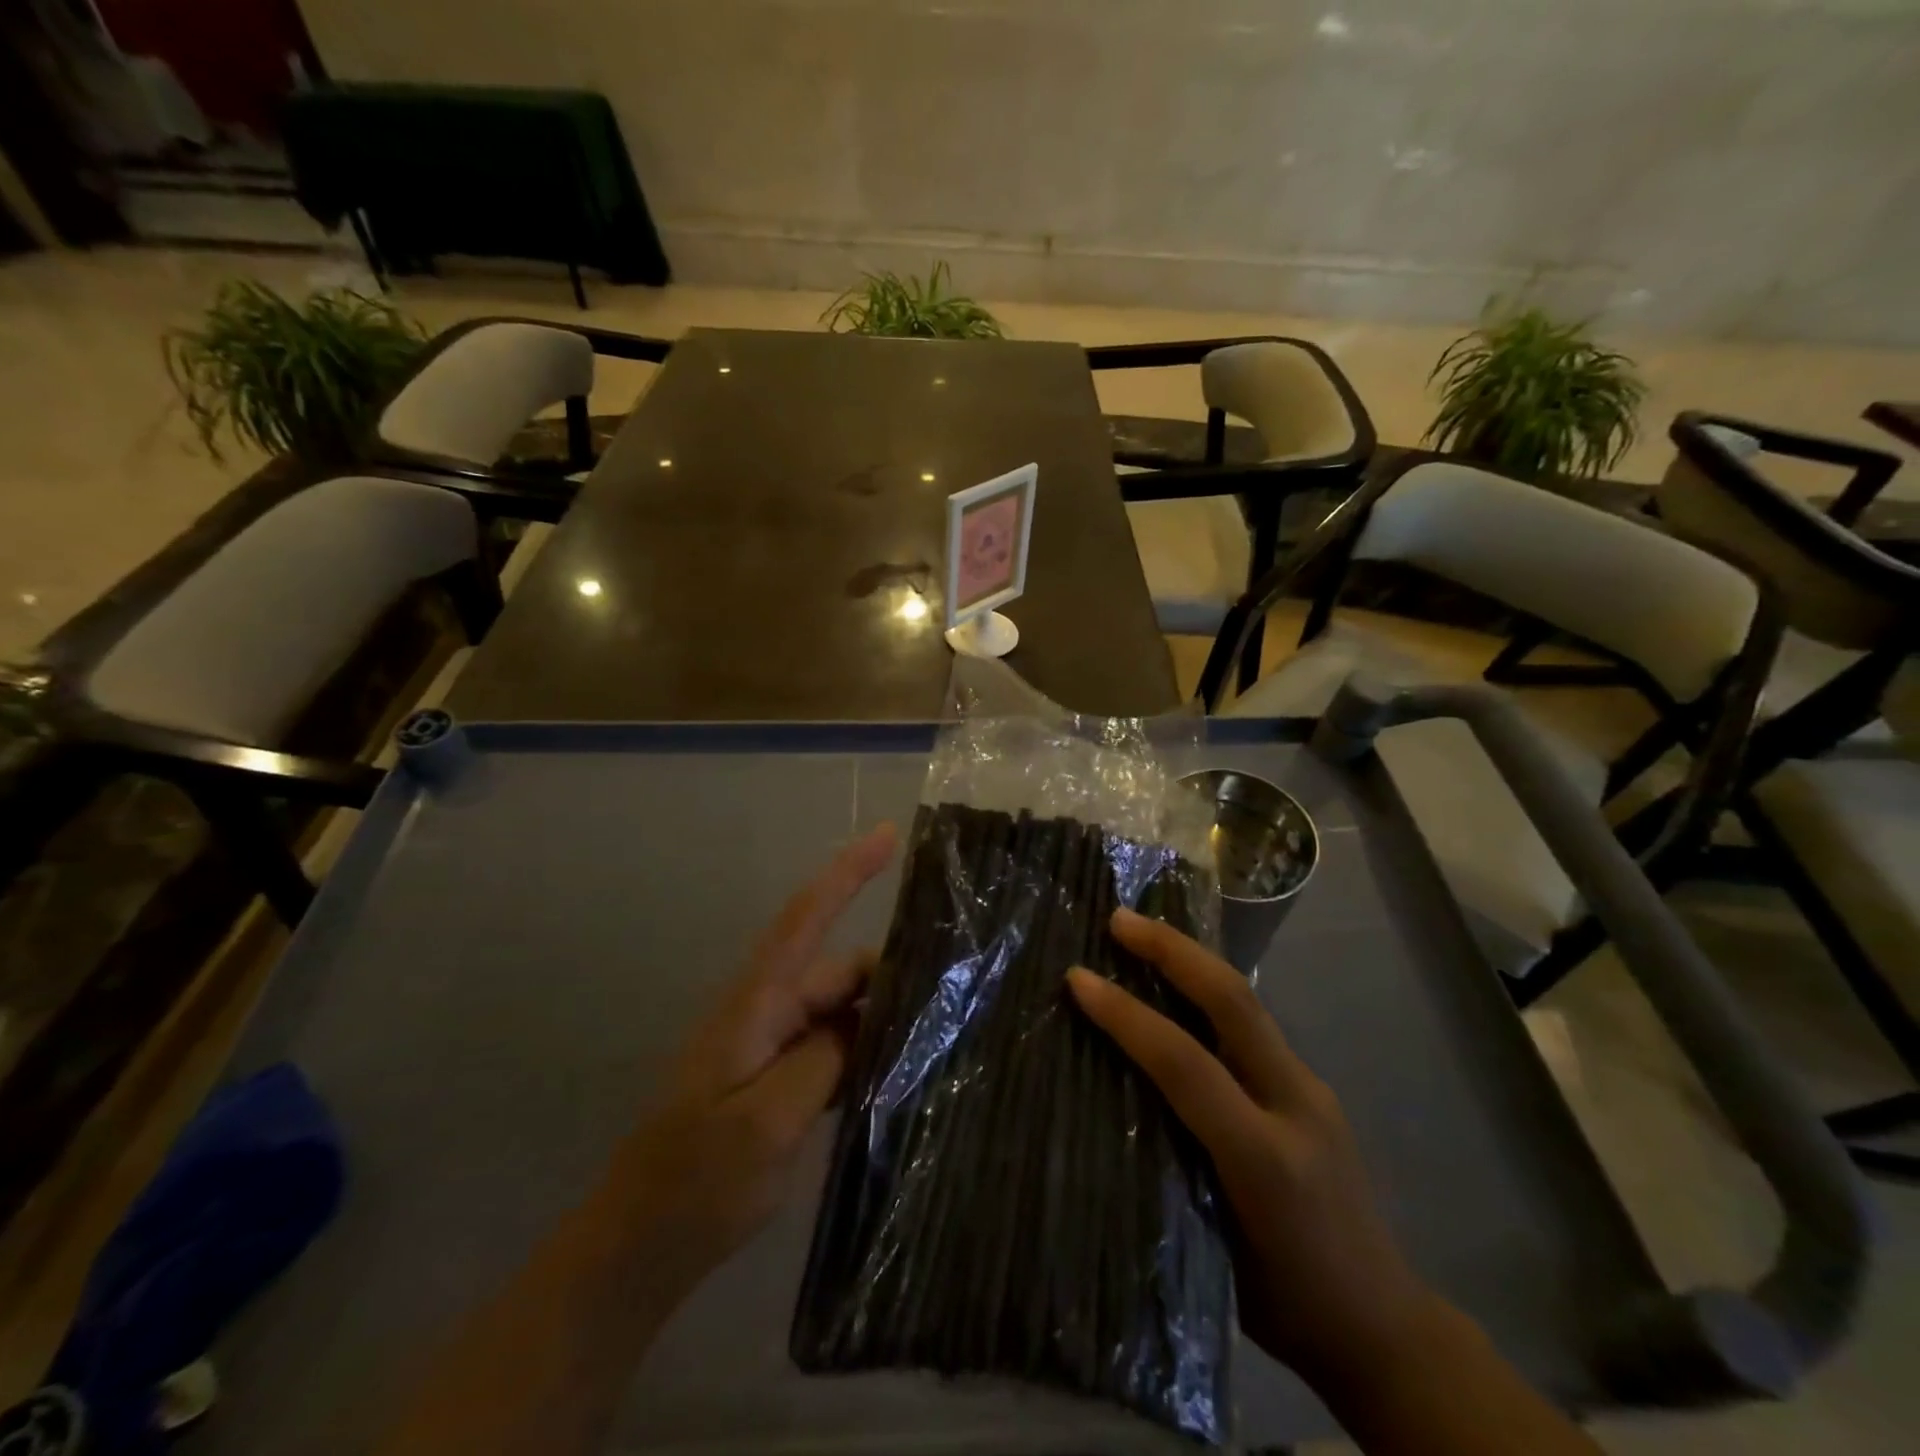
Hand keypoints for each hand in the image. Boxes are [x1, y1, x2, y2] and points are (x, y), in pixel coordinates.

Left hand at [605, 824, 897, 1282]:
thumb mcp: (765, 1123)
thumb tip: (862, 1020)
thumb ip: (821, 1060)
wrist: (637, 1250)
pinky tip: (899, 1070)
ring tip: (937, 1028)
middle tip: (951, 988)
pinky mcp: (776, 1081)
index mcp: (755, 1006)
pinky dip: (864, 1049)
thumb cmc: (695, 1183)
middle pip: (838, 970)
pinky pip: (831, 1047)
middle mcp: (764, 1014)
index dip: (847, 873)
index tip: (889, 835)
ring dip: (881, 1013)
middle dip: (889, 970)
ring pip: (839, 1010)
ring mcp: (769, 1048)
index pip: (805, 919)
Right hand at [1067, 908, 1437, 1391]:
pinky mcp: (1313, 1088)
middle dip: (1173, 950)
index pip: (1186, 1064)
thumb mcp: (1211, 1249)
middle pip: (1234, 1003)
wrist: (1387, 1330)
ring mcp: (1312, 1090)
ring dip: (1192, 961)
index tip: (1078, 979)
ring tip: (1143, 935)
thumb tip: (1116, 1095)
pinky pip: (1253, 1025)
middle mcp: (1295, 1105)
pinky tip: (1180, 988)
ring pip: (1247, 1003)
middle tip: (1120, 919)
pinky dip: (1209, 993)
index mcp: (1264, 1158)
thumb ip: (1169, 1165)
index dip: (1127, 1016)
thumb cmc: (1286, 1304)